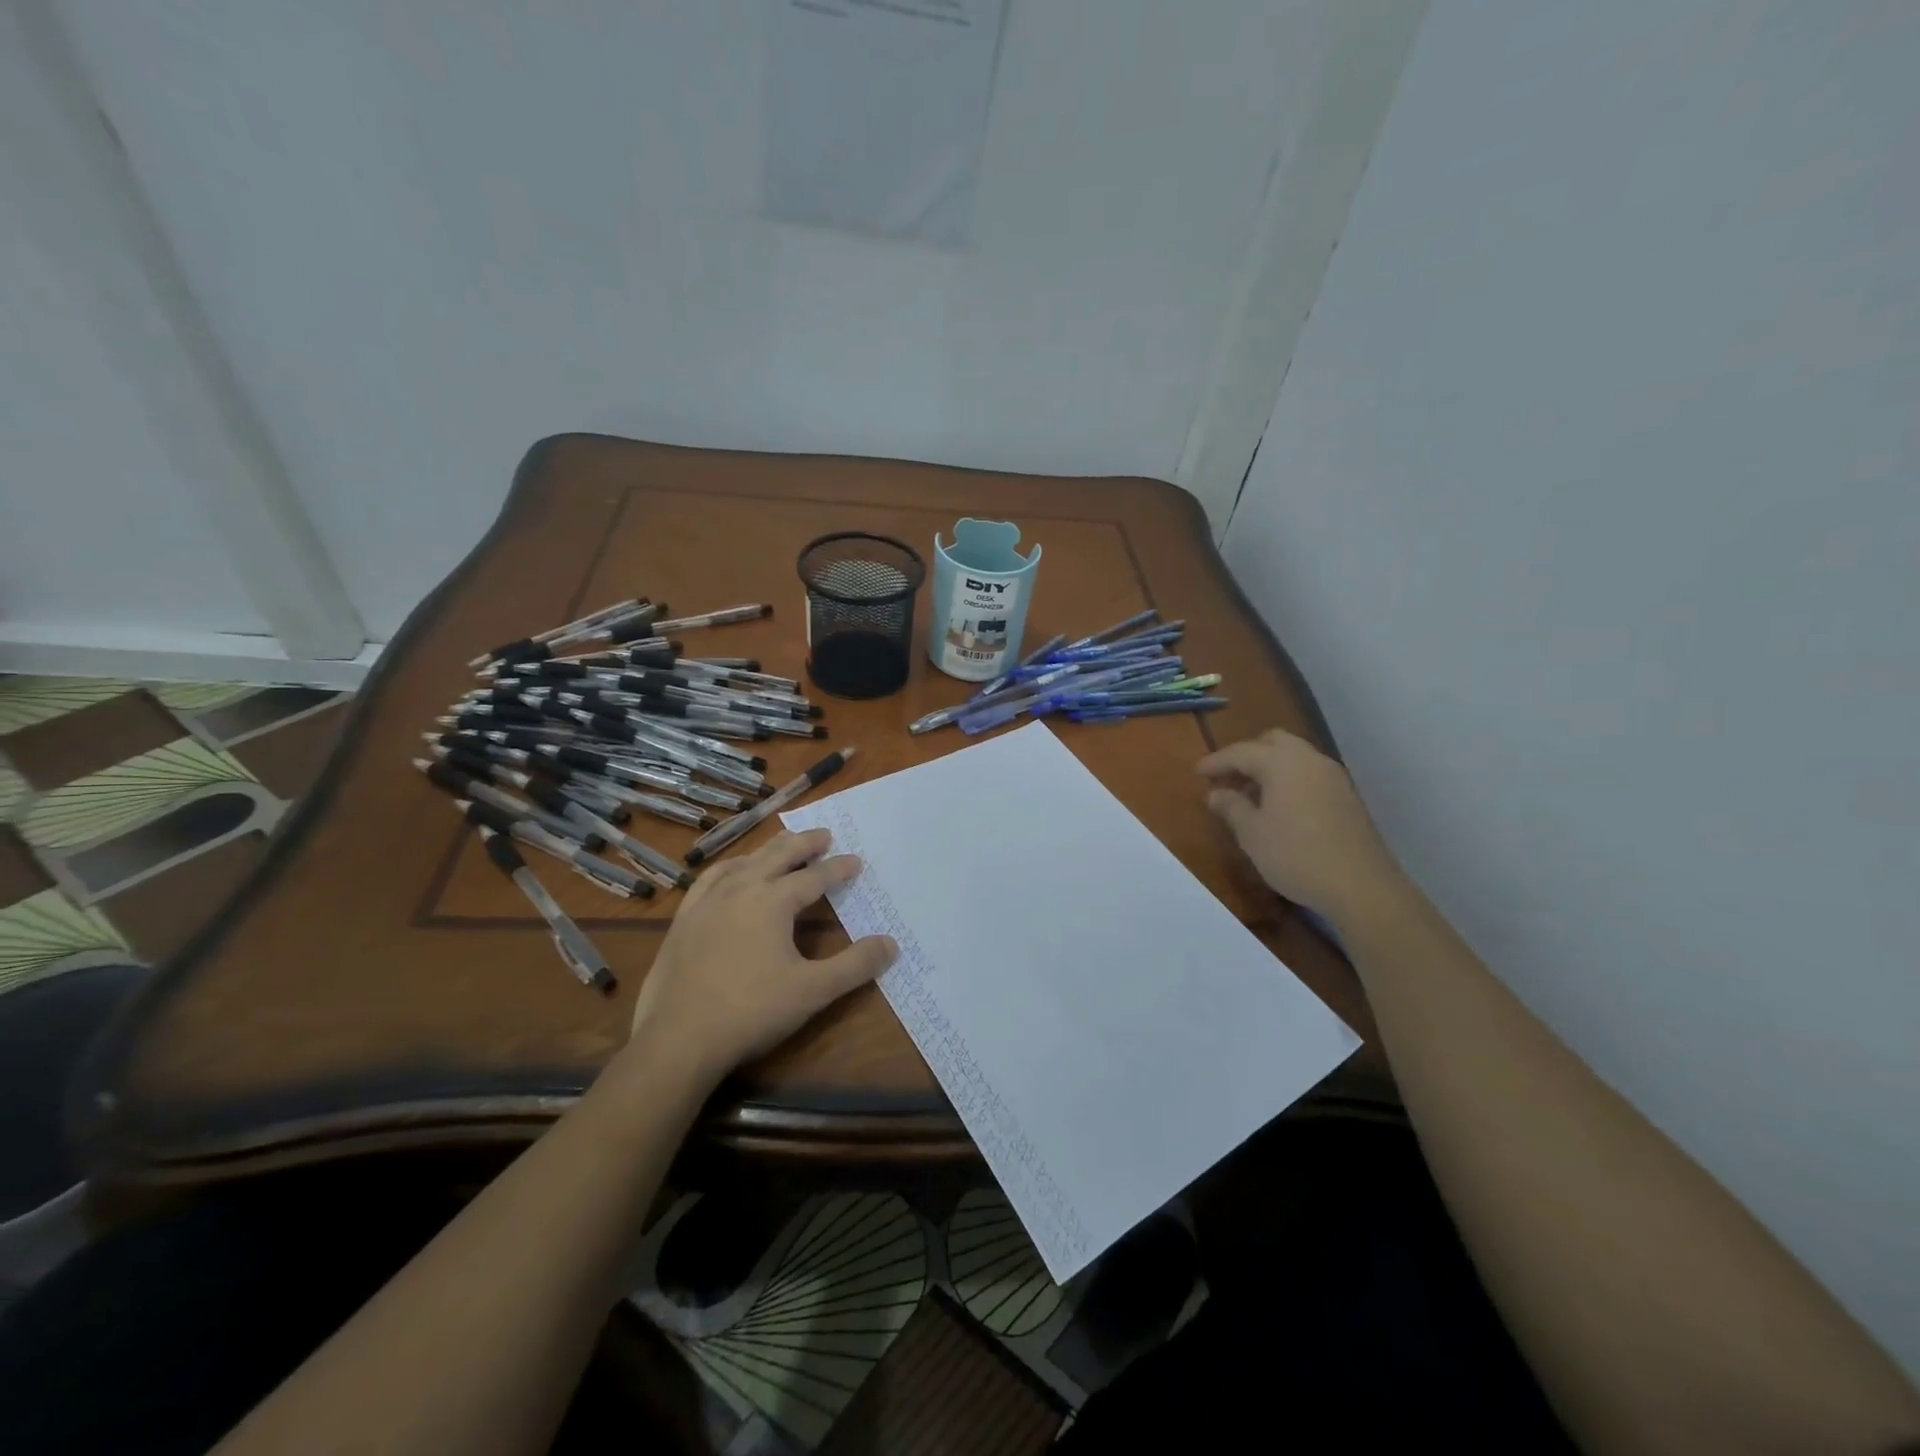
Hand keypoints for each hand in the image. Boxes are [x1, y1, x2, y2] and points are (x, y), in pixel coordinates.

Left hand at [623, 829, 896, 1086]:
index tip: (856, 861)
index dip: (838, 869)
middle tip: (824, 835)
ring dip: (769, 850)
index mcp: (773, 900)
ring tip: (783, 847)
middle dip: (805, 843)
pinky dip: (730, 867)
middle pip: (778, 855)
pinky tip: (732, 873)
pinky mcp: (684, 919)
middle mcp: (741, 889)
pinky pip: (710, 878)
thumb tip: (891, 943)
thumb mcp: (813, 991)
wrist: (678, 1040)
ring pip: (744, 862)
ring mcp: (707, 901)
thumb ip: (855, 965)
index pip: (814, 877)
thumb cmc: (751, 1012)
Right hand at [1197, 728, 1403, 925]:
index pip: (1241, 752)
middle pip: (1273, 742)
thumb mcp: (1252, 833)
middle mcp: (1309, 760)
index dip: (1216, 762)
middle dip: (1247, 756)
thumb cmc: (1295, 855)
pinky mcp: (1347, 797)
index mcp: (1282, 762)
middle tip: (1228, 779)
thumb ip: (1231, 807)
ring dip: (1270, 768)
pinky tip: (1279, 808)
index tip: (1197, 773)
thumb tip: (1216, 793)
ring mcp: (1333, 777)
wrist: (1361, 886)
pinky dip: (1289, 780)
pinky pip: (1309, 775)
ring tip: (1251, 796)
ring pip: (1294, 757)